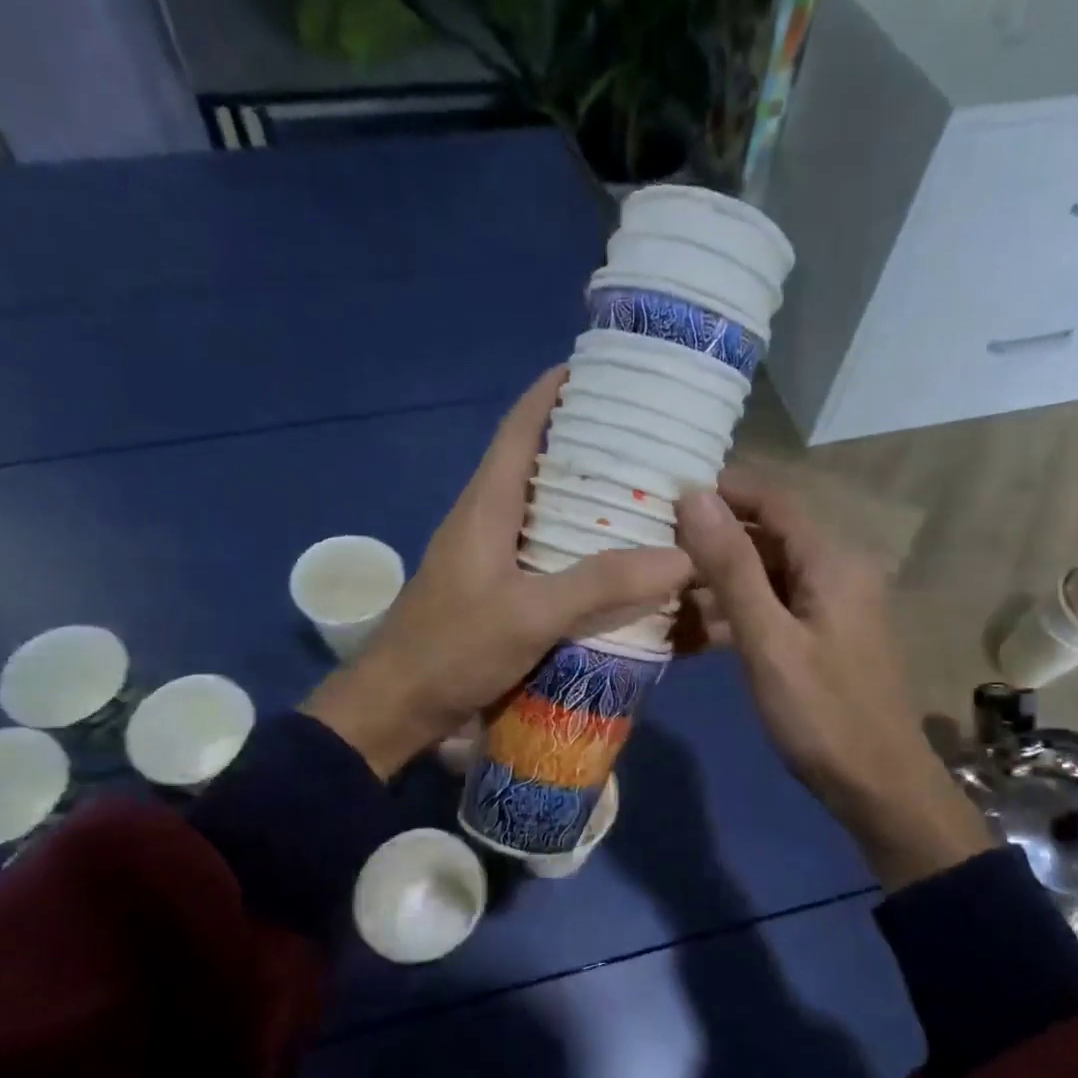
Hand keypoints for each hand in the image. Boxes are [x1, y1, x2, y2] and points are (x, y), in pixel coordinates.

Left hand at [304, 366, 692, 778]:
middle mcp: (487, 519)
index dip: (554, 392)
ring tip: (646, 497)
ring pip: (544, 511)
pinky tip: (616, 562)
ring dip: (587, 500)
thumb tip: (681, 556)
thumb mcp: (529, 615)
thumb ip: (601, 585)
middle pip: (538, 464)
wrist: (395, 708)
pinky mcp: (495, 592)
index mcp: (487, 504)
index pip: (520, 427)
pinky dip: (580, 548)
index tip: (601, 370)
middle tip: (649, 442)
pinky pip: (545, 553)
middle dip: (588, 446)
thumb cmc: (451, 649)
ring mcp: (489, 558)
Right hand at [674, 471, 992, 886]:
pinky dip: (734, 615)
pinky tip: (689, 632)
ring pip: (764, 576)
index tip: (664, 499)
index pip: (772, 499)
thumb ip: (730, 566)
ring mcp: (830, 606)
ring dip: (716, 583)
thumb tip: (695, 495)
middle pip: (766, 537)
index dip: (721, 492)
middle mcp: (837, 571)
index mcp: (832, 560)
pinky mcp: (821, 637)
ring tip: (659, 595)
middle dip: (711, 542)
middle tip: (652, 552)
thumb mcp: (768, 639)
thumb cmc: (822, 713)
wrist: (877, 787)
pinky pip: (772, 609)